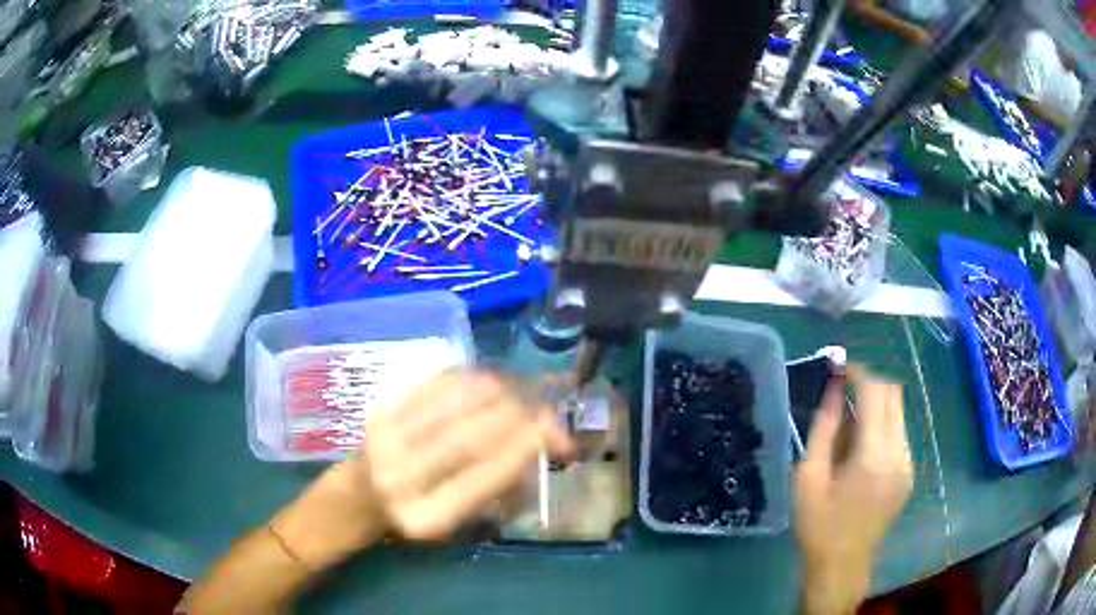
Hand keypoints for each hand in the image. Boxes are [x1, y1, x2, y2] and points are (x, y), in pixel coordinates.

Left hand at [360, 370, 576, 540]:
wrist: (362, 495)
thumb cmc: (419, 514)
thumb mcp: (460, 522)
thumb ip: (497, 491)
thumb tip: (538, 445)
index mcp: (426, 517)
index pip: (481, 480)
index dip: (522, 452)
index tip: (555, 435)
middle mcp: (402, 478)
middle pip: (470, 436)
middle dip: (518, 417)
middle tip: (546, 412)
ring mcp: (387, 439)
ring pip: (456, 402)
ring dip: (501, 392)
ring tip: (524, 395)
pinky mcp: (381, 409)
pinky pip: (437, 383)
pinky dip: (473, 377)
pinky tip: (493, 383)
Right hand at [794, 366, 913, 614]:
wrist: (842, 567)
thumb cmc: (819, 526)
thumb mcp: (809, 477)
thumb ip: (824, 428)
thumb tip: (833, 389)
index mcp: (874, 454)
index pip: (876, 392)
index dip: (857, 372)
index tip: (838, 368)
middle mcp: (899, 452)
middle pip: (894, 394)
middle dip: (869, 384)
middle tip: (842, 392)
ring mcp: (907, 463)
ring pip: (898, 413)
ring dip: (876, 406)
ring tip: (847, 426)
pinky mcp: (908, 474)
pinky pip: (898, 434)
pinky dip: (881, 426)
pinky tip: (859, 450)